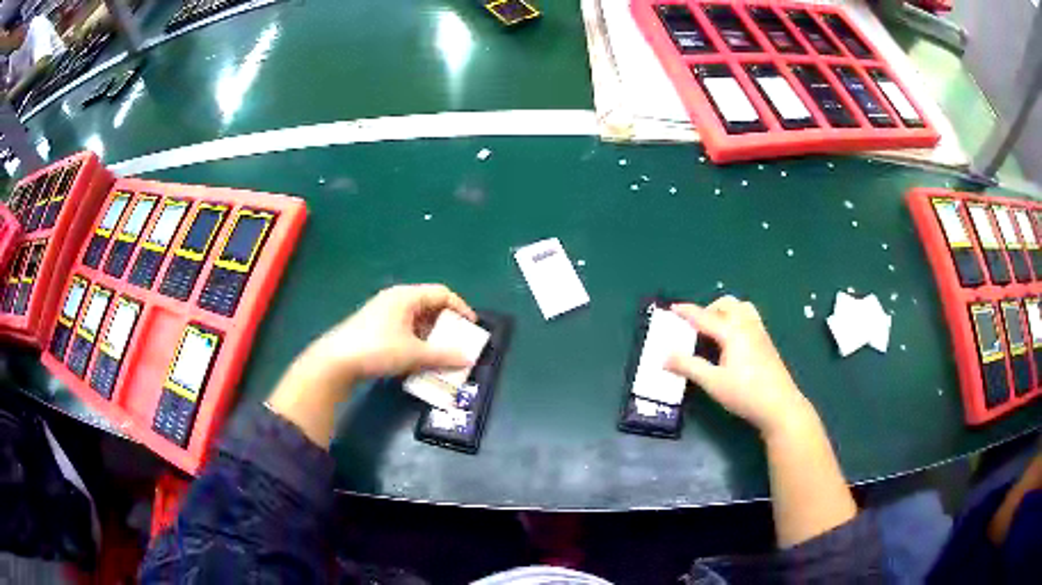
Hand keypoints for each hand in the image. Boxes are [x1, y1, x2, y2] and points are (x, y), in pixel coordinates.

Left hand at [302, 284, 477, 382]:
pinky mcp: (374, 327)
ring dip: (432, 335)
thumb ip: (444, 355)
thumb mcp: (414, 353)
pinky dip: (417, 340)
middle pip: (429, 305)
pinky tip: (418, 358)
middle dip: (447, 324)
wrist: (336, 362)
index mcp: (406, 296)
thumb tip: (468, 358)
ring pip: (416, 319)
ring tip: (442, 354)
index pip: (442, 293)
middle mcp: (395, 299)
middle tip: (458, 342)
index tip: (472, 327)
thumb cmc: (377, 349)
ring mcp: (383, 313)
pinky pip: (404, 329)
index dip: (461, 308)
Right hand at [666, 296, 814, 437]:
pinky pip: (749, 319)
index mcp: (732, 331)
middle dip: (709, 309)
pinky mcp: (766, 343)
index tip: (672, 308)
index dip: (687, 312)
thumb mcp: (713, 382)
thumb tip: (664, 356)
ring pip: (742, 308)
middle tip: (695, 326)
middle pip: (727, 304)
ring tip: (714, 330)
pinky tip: (731, 342)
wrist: (780, 405)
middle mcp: (747, 326)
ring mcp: (759, 333)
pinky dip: (736, 320)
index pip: (705, 316)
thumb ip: (688, 367)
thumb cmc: (745, 393)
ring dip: (725, 312)